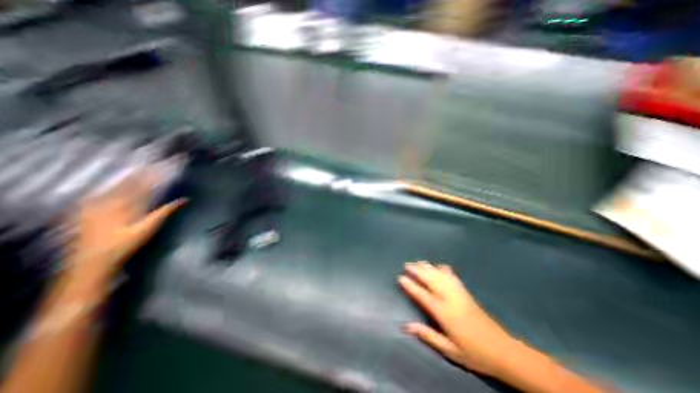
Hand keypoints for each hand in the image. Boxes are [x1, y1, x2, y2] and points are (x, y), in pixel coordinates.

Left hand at [65, 171, 183, 284]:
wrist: (91, 259)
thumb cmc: (125, 243)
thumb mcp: (149, 228)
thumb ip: (166, 211)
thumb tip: (185, 199)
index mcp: (128, 203)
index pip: (144, 184)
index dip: (154, 174)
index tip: (164, 166)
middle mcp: (111, 199)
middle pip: (129, 182)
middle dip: (141, 173)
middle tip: (151, 164)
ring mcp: (97, 204)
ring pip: (115, 185)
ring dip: (128, 177)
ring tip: (137, 170)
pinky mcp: (88, 209)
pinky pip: (102, 192)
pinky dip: (113, 186)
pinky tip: (115, 185)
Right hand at [399, 262, 512, 375]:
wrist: (503, 351)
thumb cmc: (474, 353)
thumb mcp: (449, 350)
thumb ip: (427, 335)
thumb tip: (406, 326)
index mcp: (444, 313)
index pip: (423, 295)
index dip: (411, 285)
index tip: (401, 277)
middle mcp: (450, 299)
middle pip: (431, 280)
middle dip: (418, 271)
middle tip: (407, 264)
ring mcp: (459, 294)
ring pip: (440, 275)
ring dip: (429, 267)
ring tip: (419, 262)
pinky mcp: (466, 292)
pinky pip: (453, 277)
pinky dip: (445, 270)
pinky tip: (440, 265)